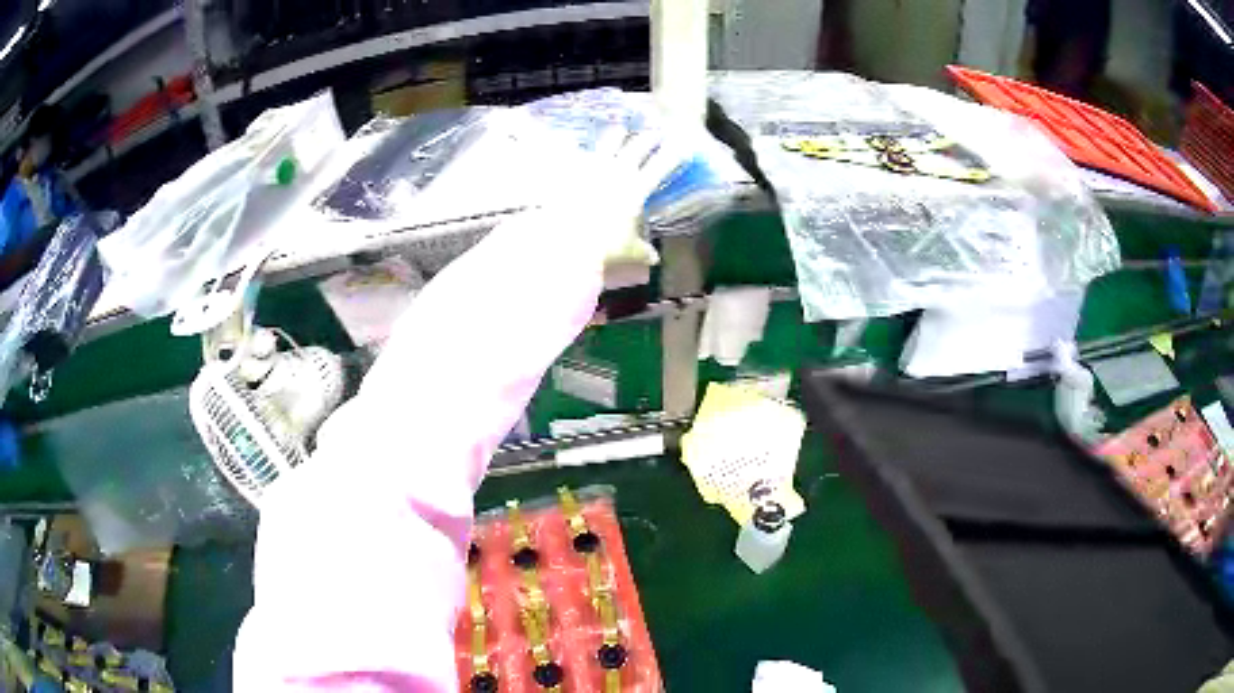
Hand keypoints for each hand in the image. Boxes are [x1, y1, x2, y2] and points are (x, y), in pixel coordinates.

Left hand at [533, 128, 686, 266]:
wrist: (567, 243)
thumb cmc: (605, 246)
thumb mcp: (628, 250)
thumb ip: (642, 250)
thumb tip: (653, 258)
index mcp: (637, 188)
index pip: (661, 165)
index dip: (674, 154)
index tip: (682, 145)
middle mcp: (618, 171)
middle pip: (638, 146)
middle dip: (649, 138)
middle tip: (655, 133)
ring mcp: (593, 167)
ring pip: (609, 141)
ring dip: (618, 134)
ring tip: (620, 130)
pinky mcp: (571, 170)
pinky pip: (580, 153)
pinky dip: (584, 149)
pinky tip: (583, 147)